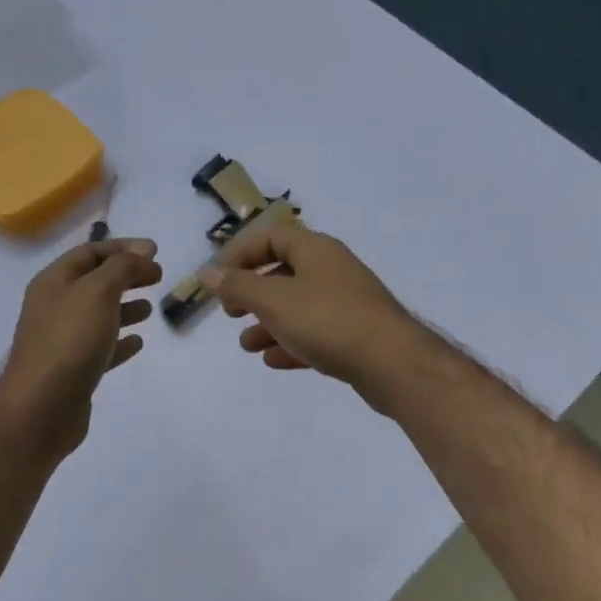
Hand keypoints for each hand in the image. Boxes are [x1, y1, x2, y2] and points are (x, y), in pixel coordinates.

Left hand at [0, 238, 161, 462]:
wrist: (41, 407)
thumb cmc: (70, 340)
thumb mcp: (99, 291)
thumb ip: (122, 266)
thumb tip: (143, 249)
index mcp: (54, 282)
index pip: (90, 252)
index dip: (122, 248)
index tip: (155, 251)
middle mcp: (54, 307)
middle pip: (94, 282)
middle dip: (126, 275)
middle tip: (158, 276)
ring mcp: (62, 340)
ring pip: (98, 315)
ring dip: (124, 307)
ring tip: (150, 308)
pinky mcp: (73, 370)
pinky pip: (100, 348)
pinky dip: (119, 341)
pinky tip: (138, 342)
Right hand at [201, 222, 425, 407]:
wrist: (393, 363)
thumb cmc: (327, 321)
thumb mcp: (274, 301)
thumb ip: (238, 286)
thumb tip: (207, 272)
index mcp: (316, 250)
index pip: (271, 237)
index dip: (240, 253)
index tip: (216, 279)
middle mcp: (333, 270)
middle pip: (284, 272)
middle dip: (253, 292)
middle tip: (231, 312)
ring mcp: (347, 303)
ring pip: (299, 306)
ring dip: (269, 323)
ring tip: (246, 345)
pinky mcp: (356, 334)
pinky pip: (316, 333)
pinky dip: (292, 342)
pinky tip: (273, 361)